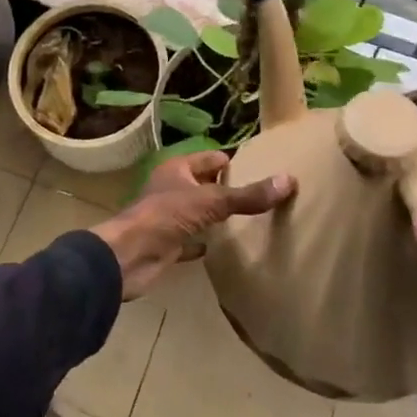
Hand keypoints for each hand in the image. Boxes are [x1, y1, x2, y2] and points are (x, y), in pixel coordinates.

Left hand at [93, 152, 293, 300]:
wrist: (128, 258)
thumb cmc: (166, 217)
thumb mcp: (211, 202)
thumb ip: (248, 196)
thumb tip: (288, 180)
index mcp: (178, 169)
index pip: (212, 158)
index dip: (234, 163)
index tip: (262, 172)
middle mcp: (172, 188)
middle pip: (205, 184)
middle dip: (228, 190)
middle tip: (261, 198)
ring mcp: (168, 217)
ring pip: (198, 212)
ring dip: (216, 217)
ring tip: (249, 222)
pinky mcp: (167, 244)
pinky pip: (191, 240)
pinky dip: (205, 243)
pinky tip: (223, 248)